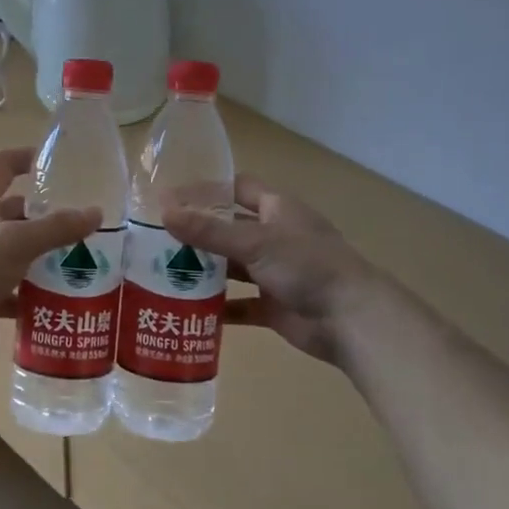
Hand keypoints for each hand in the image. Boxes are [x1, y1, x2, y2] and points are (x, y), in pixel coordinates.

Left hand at [0, 148, 101, 370]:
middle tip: (85, 224)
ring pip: (17, 252)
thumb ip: (56, 227)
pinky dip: (35, 293)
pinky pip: (14, 289)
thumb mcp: (15, 241)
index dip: (28, 158)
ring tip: (83, 261)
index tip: (60, 162)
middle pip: (16, 213)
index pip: (3, 166)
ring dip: (45, 256)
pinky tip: (62, 299)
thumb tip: (96, 212)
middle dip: (48, 216)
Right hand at [164, 177, 379, 367]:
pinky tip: (188, 309)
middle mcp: (276, 237)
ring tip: (164, 272)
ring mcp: (275, 273)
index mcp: (278, 210)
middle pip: (230, 229)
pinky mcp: (273, 306)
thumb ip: (208, 230)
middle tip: (157, 238)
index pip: (238, 188)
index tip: (171, 197)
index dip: (207, 190)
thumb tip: (164, 211)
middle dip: (199, 232)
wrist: (351, 320)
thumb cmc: (307, 266)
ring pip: (233, 267)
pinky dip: (218, 307)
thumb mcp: (254, 242)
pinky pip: (240, 305)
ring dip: (205, 270)